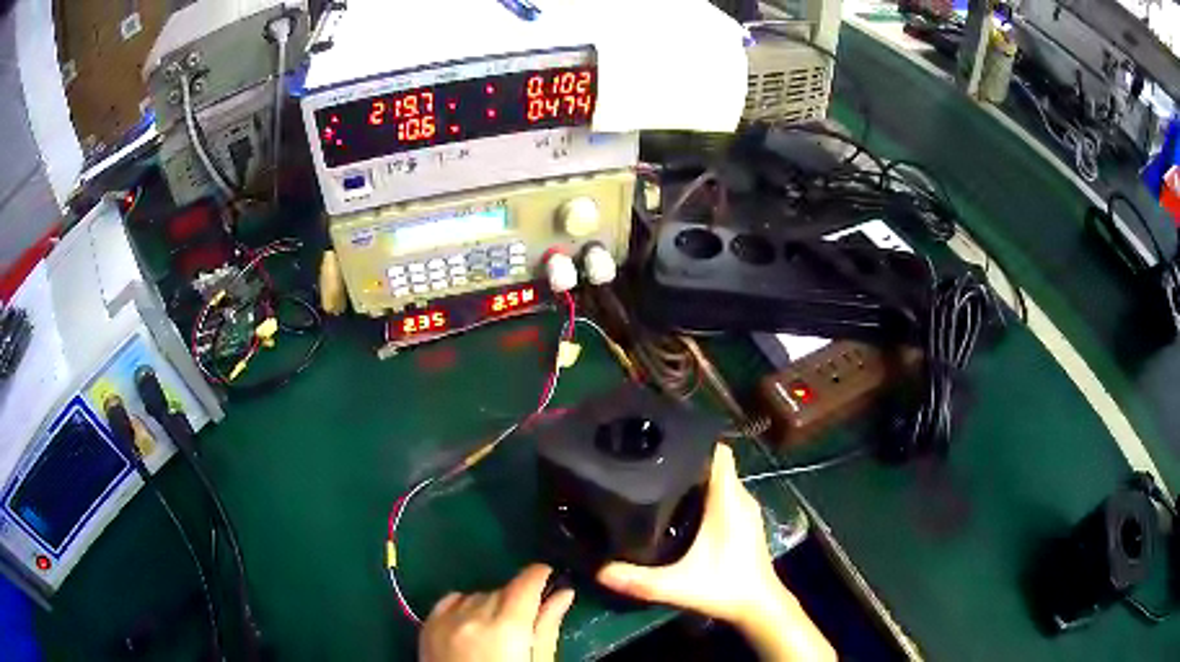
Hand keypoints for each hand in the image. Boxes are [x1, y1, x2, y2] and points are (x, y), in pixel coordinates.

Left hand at [420, 564, 574, 661]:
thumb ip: (547, 627)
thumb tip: (562, 594)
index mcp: (507, 627)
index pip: (526, 582)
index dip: (540, 575)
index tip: (550, 576)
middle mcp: (474, 615)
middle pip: (503, 590)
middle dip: (518, 599)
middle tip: (525, 624)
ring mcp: (446, 619)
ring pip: (478, 594)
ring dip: (492, 604)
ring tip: (496, 632)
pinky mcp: (427, 625)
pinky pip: (451, 600)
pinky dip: (465, 605)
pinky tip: (472, 623)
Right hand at [597, 445, 833, 661]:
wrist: (759, 606)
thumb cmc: (725, 588)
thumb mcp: (678, 585)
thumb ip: (639, 580)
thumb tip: (599, 571)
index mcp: (729, 501)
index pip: (718, 453)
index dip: (695, 441)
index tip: (665, 437)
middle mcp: (740, 497)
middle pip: (715, 463)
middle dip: (687, 458)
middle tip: (651, 459)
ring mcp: (746, 509)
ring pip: (720, 478)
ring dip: (696, 475)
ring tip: (660, 477)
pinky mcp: (746, 520)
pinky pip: (725, 492)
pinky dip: (706, 490)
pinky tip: (681, 504)